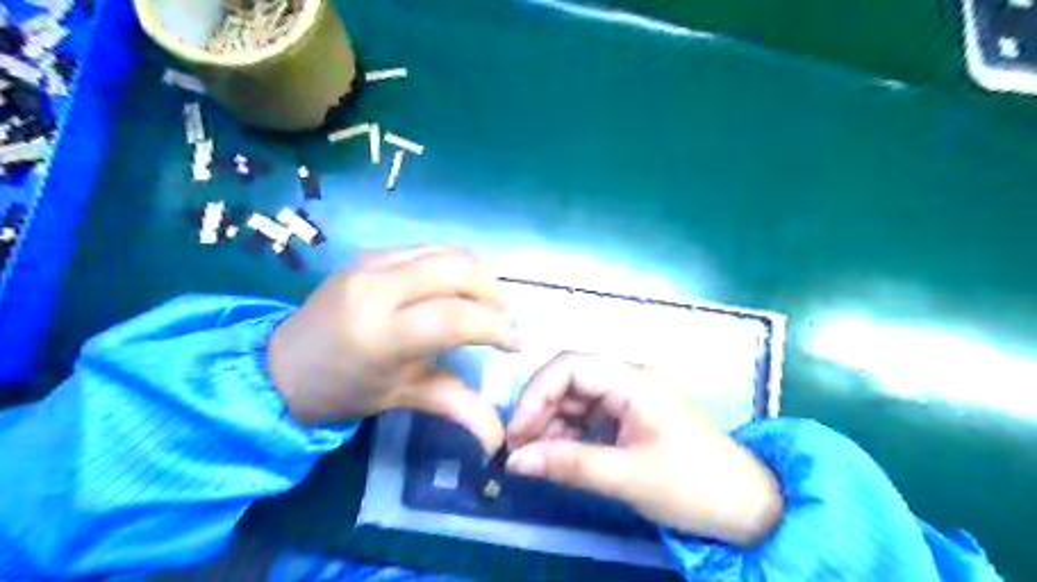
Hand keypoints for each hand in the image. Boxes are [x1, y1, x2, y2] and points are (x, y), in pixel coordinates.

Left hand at [267, 244, 518, 449]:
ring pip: (446, 253)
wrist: (279, 365)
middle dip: (492, 293)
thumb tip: (499, 440)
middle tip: (501, 319)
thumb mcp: (400, 398)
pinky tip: (453, 290)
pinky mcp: (369, 255)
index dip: (496, 328)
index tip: (513, 345)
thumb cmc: (341, 390)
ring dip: (476, 276)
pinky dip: (451, 267)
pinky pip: (426, 250)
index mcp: (383, 333)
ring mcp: (372, 264)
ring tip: (483, 304)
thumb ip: (455, 407)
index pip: (457, 317)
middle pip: (458, 270)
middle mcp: (378, 288)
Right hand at [506, 352, 782, 548]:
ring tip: (535, 458)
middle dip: (539, 410)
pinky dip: (568, 436)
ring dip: (551, 425)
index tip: (516, 432)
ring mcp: (627, 400)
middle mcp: (626, 381)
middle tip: (518, 449)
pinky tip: (558, 458)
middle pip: (569, 380)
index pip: (569, 366)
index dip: (536, 393)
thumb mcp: (627, 476)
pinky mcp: (628, 419)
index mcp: (631, 381)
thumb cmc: (693, 485)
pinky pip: (587, 418)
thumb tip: (513, 462)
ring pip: (574, 400)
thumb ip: (569, 465)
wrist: (748, 507)